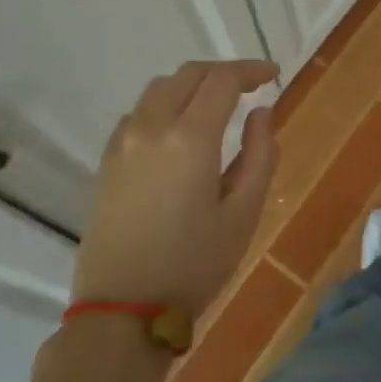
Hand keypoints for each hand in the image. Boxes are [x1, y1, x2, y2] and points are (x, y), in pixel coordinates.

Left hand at [71, 60, 279, 316]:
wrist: (122, 310)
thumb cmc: (193, 266)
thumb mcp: (243, 215)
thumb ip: (260, 156)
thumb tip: (262, 113)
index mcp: (190, 138)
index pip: (222, 80)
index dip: (251, 71)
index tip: (273, 75)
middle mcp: (151, 127)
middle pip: (187, 75)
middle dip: (222, 72)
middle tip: (250, 86)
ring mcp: (122, 143)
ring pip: (159, 90)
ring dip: (191, 85)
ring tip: (216, 104)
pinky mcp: (107, 161)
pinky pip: (138, 114)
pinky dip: (165, 105)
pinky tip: (179, 131)